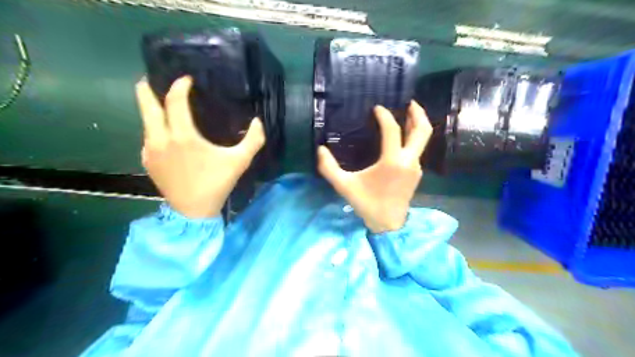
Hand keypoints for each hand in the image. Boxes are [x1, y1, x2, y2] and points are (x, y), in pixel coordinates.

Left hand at [137, 76, 265, 218]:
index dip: (179, 85)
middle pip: (145, 101)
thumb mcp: (240, 162)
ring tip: (168, 105)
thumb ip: (253, 140)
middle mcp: (159, 138)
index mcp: (182, 136)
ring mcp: (149, 150)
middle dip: (149, 85)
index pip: (174, 100)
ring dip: (154, 108)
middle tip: (161, 79)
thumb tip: (258, 121)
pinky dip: (156, 127)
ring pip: (145, 119)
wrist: (193, 211)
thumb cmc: (217, 183)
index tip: (188, 79)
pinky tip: (170, 134)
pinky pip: (148, 135)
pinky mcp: (147, 160)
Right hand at [320, 101, 434, 233]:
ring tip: (408, 114)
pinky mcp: (416, 173)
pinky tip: (403, 137)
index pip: (392, 130)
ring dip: (417, 124)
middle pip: (422, 130)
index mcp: (392, 161)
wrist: (388, 225)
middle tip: (409, 101)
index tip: (377, 108)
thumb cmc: (367, 204)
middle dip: (417, 113)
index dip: (385, 116)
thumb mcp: (344, 186)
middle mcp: (408, 161)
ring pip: (423, 140)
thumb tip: (320, 149)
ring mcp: (415, 167)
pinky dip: (413, 138)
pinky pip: (418, 149)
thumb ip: (329, 168)